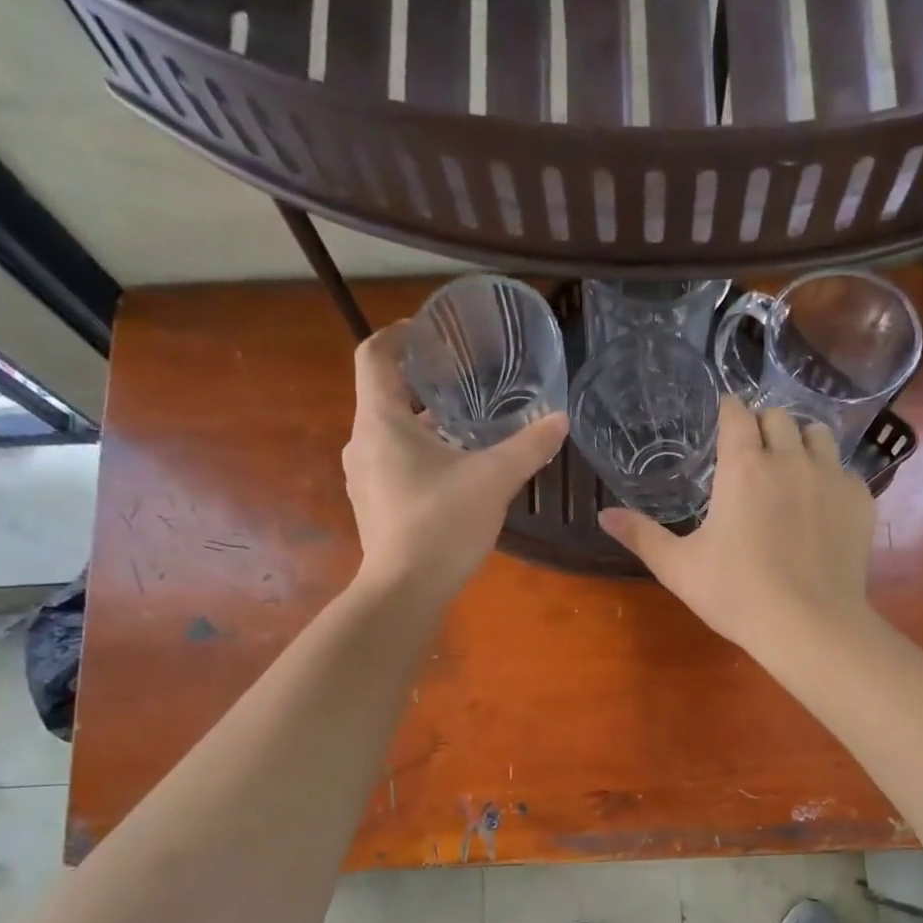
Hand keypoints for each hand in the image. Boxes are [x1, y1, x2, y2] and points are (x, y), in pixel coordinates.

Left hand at [343, 322, 566, 599]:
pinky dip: (418, 455)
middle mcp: (363, 442)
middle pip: (383, 395)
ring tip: (463, 426)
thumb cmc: (442, 523)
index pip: (374, 355)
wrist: (406, 590)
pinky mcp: (373, 506)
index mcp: (381, 421)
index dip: (398, 335)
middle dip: (420, 383)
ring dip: (421, 423)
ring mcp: (363, 478)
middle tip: (460, 380)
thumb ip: (529, 446)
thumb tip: (560, 419)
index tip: (428, 333)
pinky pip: (392, 464)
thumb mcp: (494, 479)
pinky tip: (453, 472)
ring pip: (389, 433)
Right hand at [599, 399, 878, 657]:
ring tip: (789, 466)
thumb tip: (603, 515)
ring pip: (818, 433)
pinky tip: (819, 505)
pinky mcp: (860, 500)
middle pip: (778, 416)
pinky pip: (844, 469)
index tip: (721, 419)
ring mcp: (831, 477)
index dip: (727, 411)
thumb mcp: (678, 568)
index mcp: (743, 467)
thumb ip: (641, 536)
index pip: (736, 413)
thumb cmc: (736, 594)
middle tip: (751, 451)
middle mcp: (790, 458)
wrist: (810, 626)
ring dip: (799, 441)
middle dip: (762, 425)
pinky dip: (829, 475)